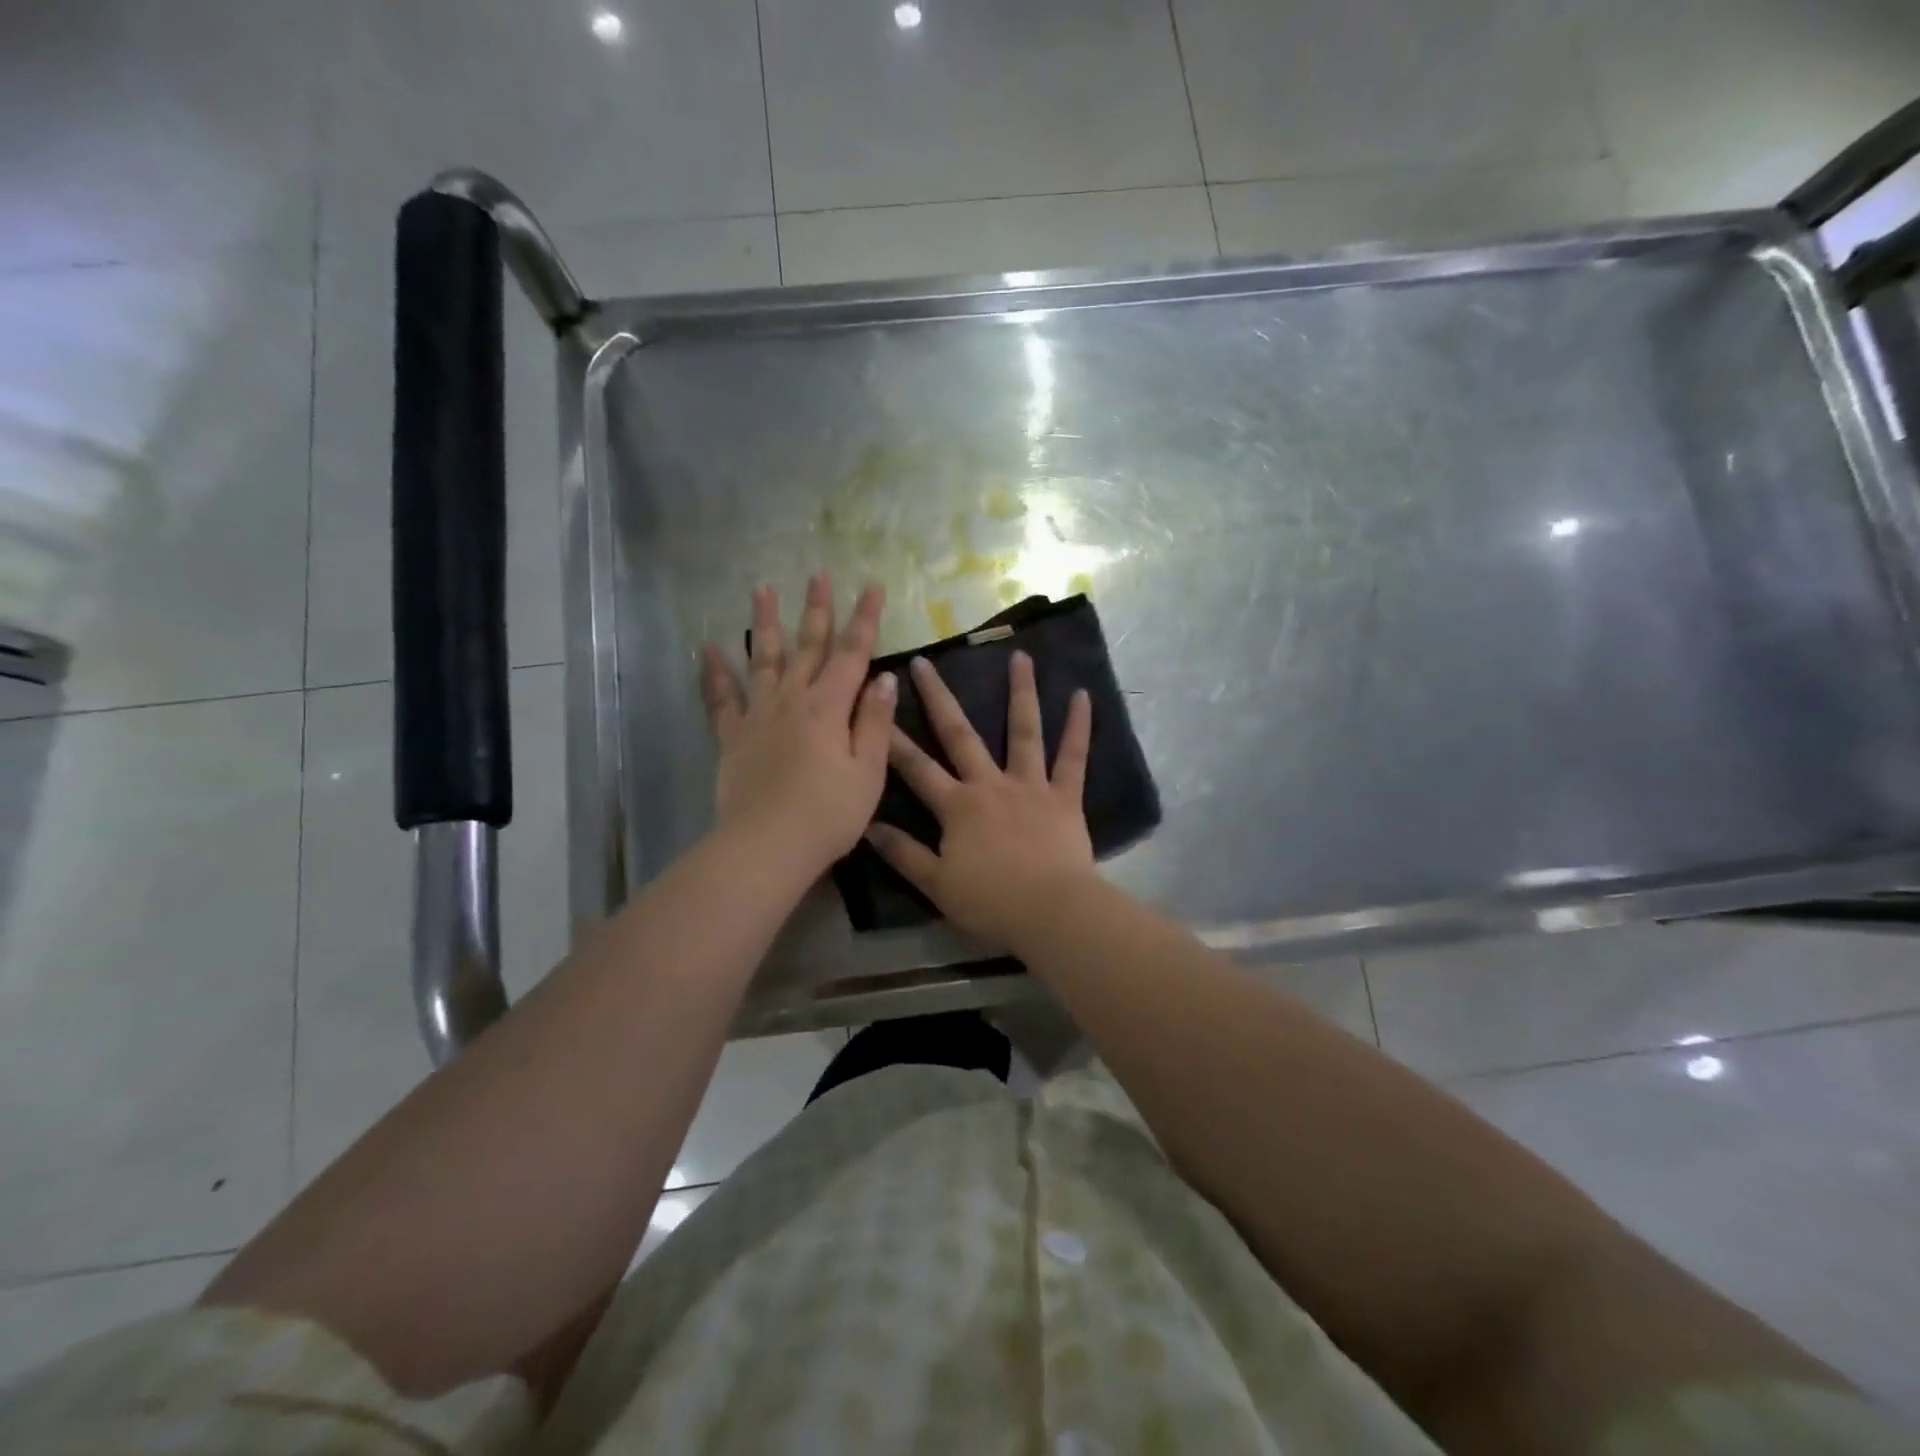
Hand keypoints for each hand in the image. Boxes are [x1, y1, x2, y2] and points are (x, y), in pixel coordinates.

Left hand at [700, 575, 897, 877]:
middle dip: (817, 609)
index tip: (872, 587)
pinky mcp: (733, 738)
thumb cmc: (828, 815)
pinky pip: (721, 699)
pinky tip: (707, 649)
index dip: (864, 620)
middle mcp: (792, 701)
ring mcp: (758, 716)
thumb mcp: (868, 772)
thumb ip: (875, 723)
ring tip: (762, 589)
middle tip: (819, 574)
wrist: (766, 847)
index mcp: (829, 708)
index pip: (852, 654)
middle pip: (808, 647)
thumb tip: (885, 679)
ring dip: (766, 624)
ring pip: (764, 660)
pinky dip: (714, 673)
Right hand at [867, 651, 1094, 947]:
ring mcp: (1030, 786)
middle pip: (960, 734)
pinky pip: (1073, 757)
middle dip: (939, 697)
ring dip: (1021, 692)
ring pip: (1024, 731)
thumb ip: (903, 853)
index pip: (916, 768)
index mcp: (957, 806)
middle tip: (925, 662)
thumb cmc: (991, 902)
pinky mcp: (1065, 796)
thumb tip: (868, 826)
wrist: (1051, 912)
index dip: (892, 739)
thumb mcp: (937, 884)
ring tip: (1020, 656)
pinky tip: (1083, 695)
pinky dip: (1079, 727)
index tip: (876, 706)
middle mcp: (990, 784)